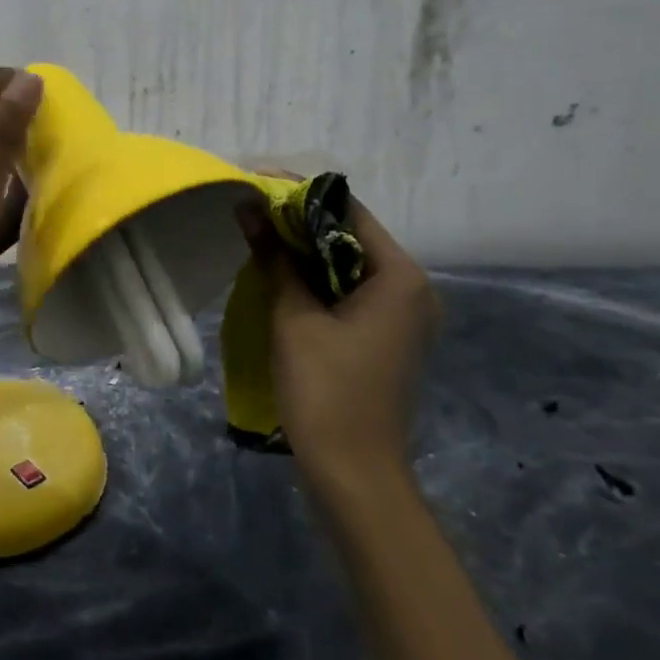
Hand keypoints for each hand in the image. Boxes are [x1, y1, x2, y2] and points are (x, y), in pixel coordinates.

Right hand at [239, 194, 439, 479]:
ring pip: (347, 265)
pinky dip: (316, 280)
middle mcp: (412, 289)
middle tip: (249, 210)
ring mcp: (402, 316)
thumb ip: (274, 257)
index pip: (347, 212)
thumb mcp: (293, 317)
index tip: (255, 185)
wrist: (353, 475)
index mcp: (400, 277)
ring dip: (304, 251)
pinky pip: (350, 292)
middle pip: (349, 236)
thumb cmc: (325, 391)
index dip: (299, 194)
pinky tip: (279, 276)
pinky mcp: (386, 338)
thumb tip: (248, 207)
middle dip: (298, 222)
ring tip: (256, 235)